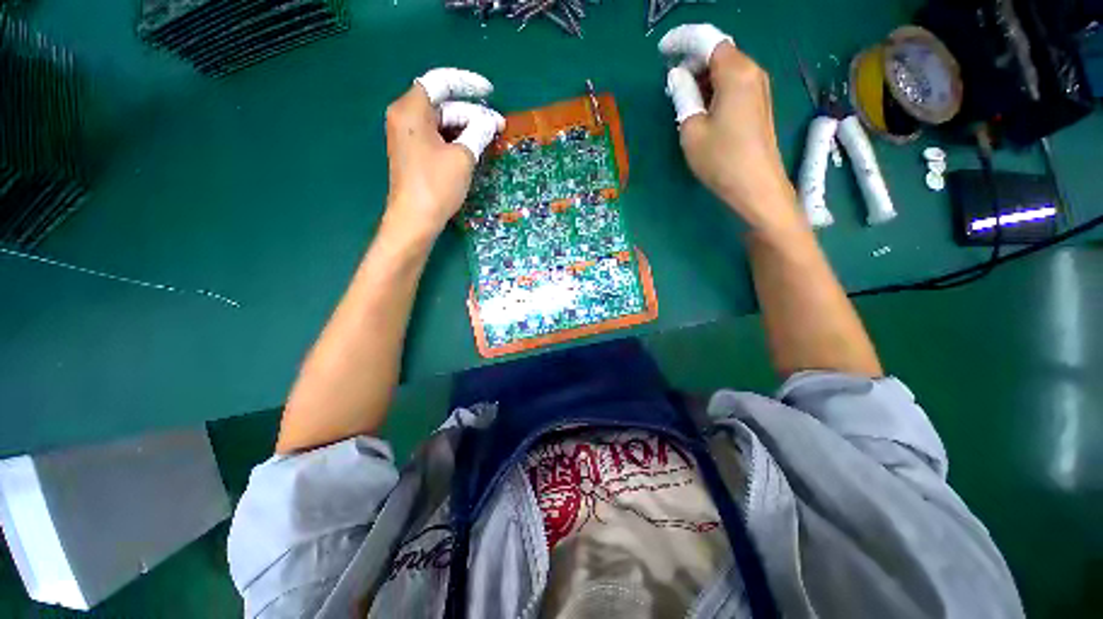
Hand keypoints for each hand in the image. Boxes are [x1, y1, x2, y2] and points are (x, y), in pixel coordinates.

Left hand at [383, 68, 504, 238]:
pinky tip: (473, 148)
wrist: (415, 220)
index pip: (441, 82)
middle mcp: (405, 116)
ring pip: (441, 122)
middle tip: (497, 127)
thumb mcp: (463, 156)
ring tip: (490, 139)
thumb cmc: (437, 185)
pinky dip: (455, 139)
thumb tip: (491, 122)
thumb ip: (478, 132)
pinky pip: (437, 136)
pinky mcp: (413, 152)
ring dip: (466, 128)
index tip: (490, 92)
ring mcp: (407, 135)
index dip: (468, 83)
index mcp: (411, 109)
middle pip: (443, 105)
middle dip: (472, 113)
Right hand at [659, 25, 801, 233]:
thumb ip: (684, 97)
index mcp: (736, 73)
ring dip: (703, 78)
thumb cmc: (721, 160)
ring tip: (684, 100)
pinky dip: (714, 89)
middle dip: (693, 61)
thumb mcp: (692, 130)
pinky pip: (733, 85)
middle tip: (671, 83)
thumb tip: (678, 77)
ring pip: (726, 70)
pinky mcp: (758, 105)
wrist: (756, 187)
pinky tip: (702, 109)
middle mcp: (752, 72)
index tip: (662, 51)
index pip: (708, 41)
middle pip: (719, 53)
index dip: (683, 41)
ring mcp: (758, 89)